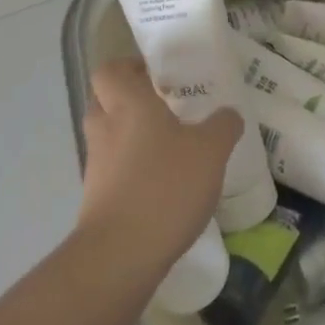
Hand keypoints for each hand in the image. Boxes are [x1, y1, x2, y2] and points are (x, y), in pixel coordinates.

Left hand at [76, 58, 242, 274]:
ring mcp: (96, 166)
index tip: (156, 75)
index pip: (110, 71)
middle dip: (129, 101)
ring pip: (108, 137)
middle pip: (105, 101)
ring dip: (130, 137)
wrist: (121, 256)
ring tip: (168, 148)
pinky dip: (130, 171)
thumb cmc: (165, 186)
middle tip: (164, 108)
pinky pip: (112, 170)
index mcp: (128, 104)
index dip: (128, 68)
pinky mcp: (95, 199)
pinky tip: (161, 184)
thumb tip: (228, 114)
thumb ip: (223, 126)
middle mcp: (105, 128)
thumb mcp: (211, 150)